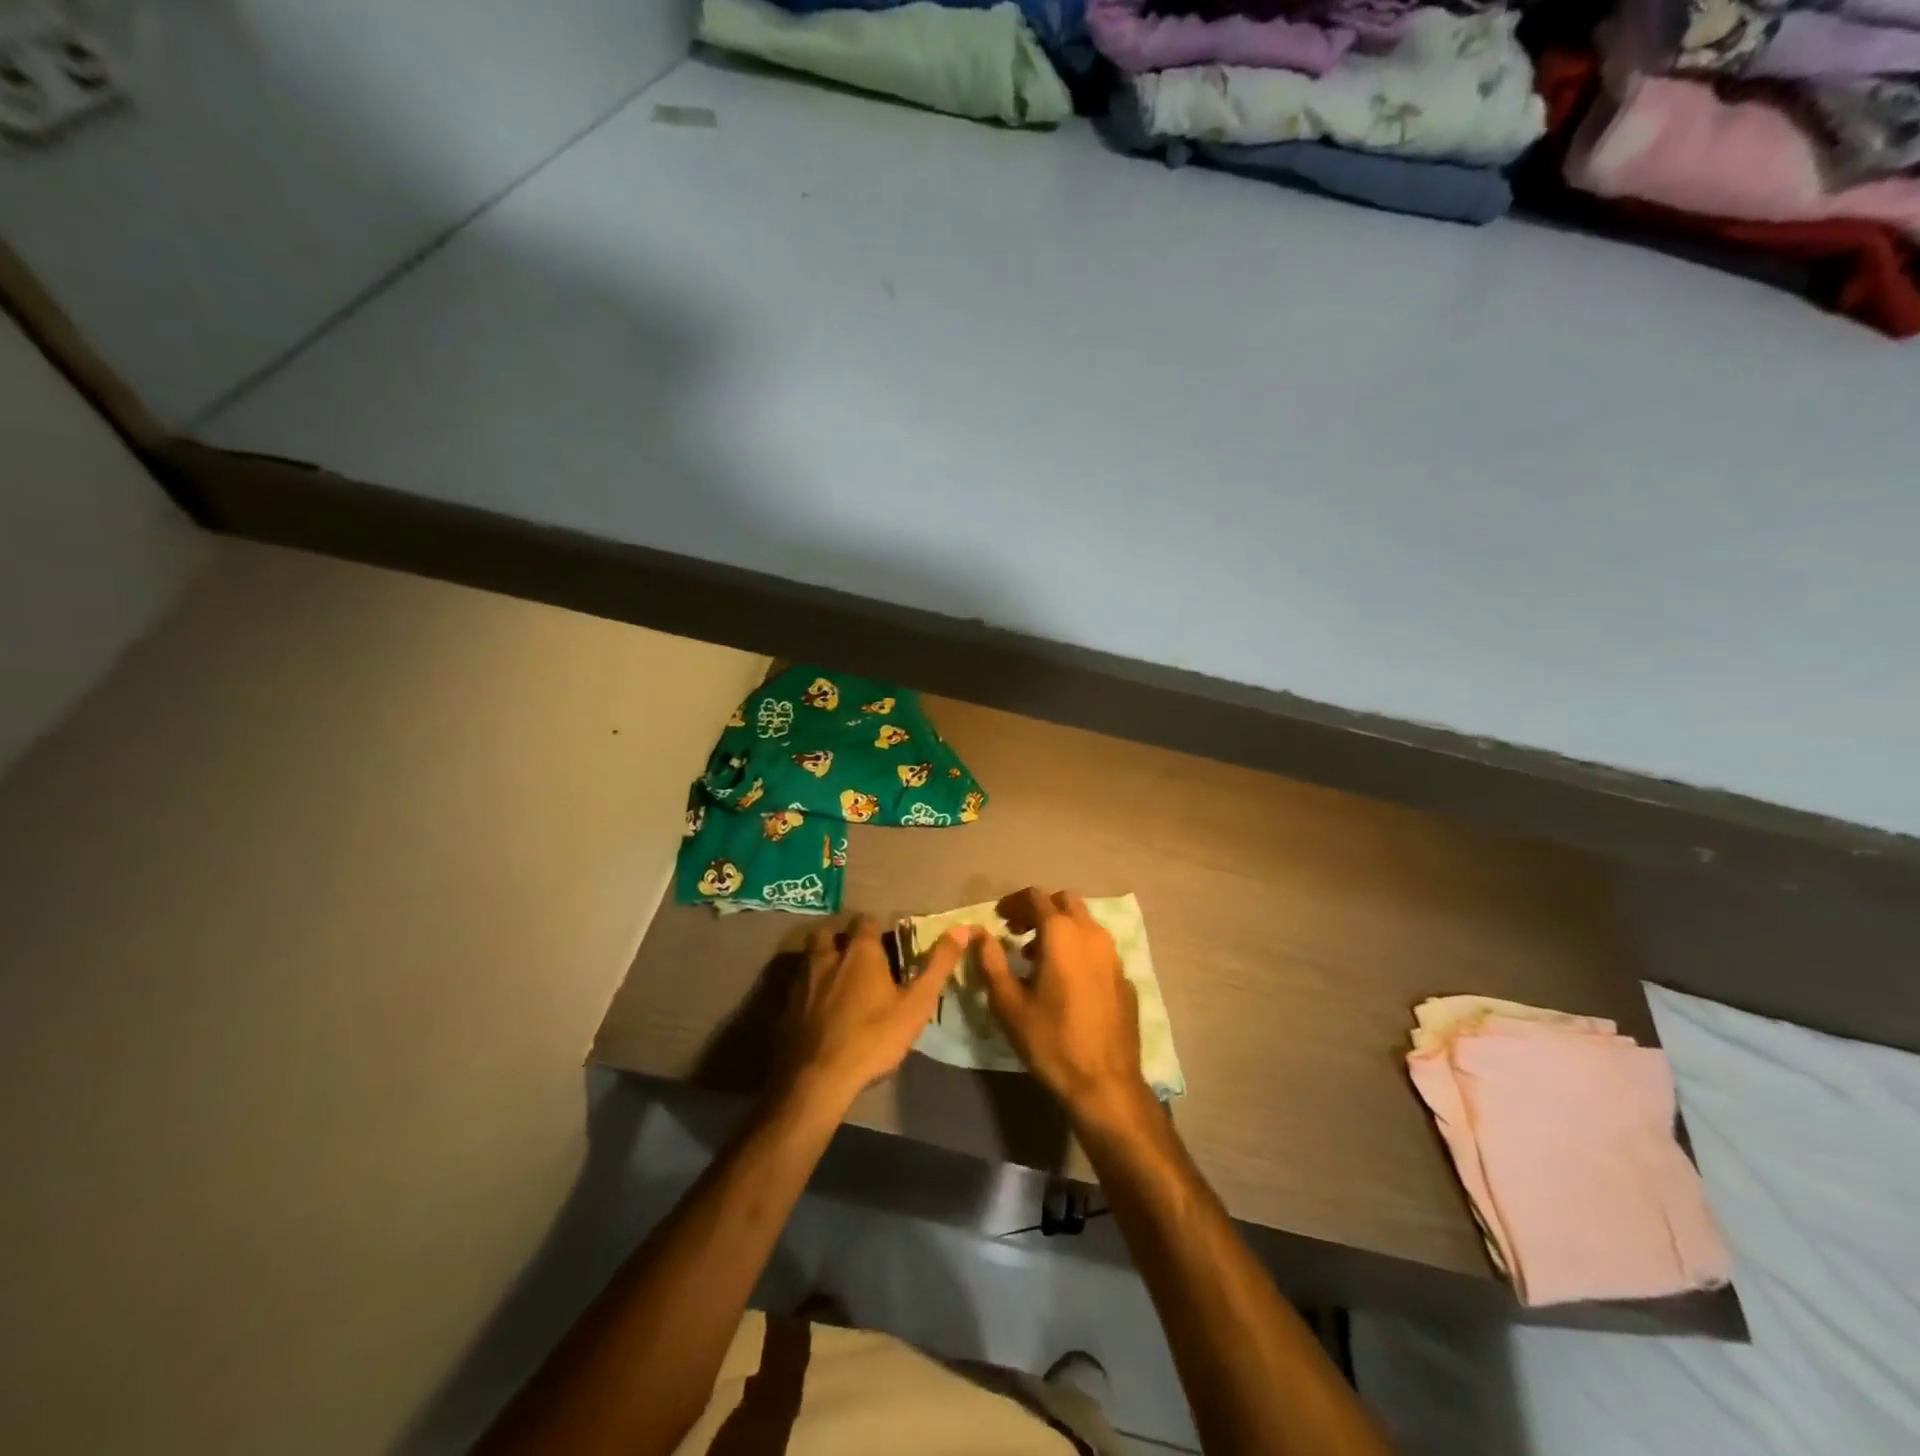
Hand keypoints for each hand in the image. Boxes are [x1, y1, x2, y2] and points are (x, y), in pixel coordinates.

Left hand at [777, 914, 965, 1112]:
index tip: (884, 944)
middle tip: (855, 960)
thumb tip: (962, 929)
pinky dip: (806, 991)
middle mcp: (827, 957)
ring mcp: (801, 981)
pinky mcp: (784, 1007)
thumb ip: (938, 965)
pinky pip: (796, 986)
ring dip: (821, 962)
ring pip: (809, 957)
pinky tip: (816, 1011)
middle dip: (840, 941)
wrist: (817, 1079)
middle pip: (829, 934)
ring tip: (835, 982)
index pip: (865, 921)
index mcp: (860, 952)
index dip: (875, 929)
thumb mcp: (915, 1005)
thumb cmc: (873, 1038)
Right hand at [975, 888, 1151, 1126]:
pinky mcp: (1124, 977)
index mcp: (1062, 933)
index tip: (998, 918)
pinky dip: (1078, 950)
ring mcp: (1114, 955)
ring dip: (1060, 929)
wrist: (1105, 1082)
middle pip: (1064, 902)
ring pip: (1085, 923)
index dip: (1013, 902)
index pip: (1035, 897)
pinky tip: (1067, 981)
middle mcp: (1092, 934)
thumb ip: (991, 962)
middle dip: (1039, 910)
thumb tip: (979, 934)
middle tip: (1017, 932)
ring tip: (1037, 958)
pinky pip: (1098, 949)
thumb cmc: (1051, 1040)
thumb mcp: (1009, 1003)